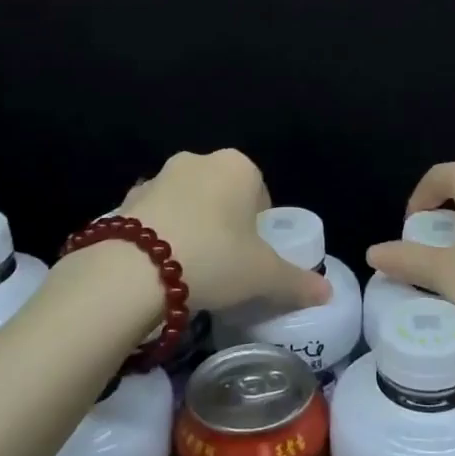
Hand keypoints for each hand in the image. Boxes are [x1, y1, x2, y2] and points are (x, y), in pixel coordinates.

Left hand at [115, 150, 330, 314]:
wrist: (134, 269)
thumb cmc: (215, 258)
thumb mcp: (264, 276)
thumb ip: (297, 282)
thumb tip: (328, 294)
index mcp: (238, 166)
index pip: (260, 192)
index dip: (260, 225)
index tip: (253, 256)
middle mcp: (198, 161)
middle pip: (222, 193)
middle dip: (225, 222)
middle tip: (225, 263)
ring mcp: (158, 177)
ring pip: (186, 202)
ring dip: (191, 225)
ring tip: (190, 268)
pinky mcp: (127, 200)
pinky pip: (153, 216)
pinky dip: (159, 235)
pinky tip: (158, 268)